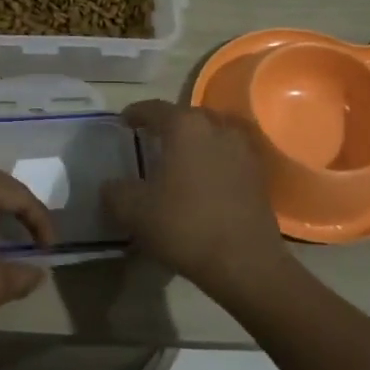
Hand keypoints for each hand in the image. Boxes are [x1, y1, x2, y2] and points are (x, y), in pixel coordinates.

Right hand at [104, 100, 286, 300]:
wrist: (243, 261)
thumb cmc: (184, 225)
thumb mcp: (133, 211)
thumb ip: (115, 191)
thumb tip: (112, 185)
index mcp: (184, 127)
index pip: (154, 108)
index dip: (135, 113)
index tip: (123, 121)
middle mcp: (216, 128)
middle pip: (186, 117)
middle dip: (167, 126)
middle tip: (150, 140)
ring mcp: (242, 150)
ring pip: (210, 135)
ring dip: (193, 143)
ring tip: (177, 161)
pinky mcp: (257, 174)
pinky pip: (227, 157)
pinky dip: (211, 161)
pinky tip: (201, 182)